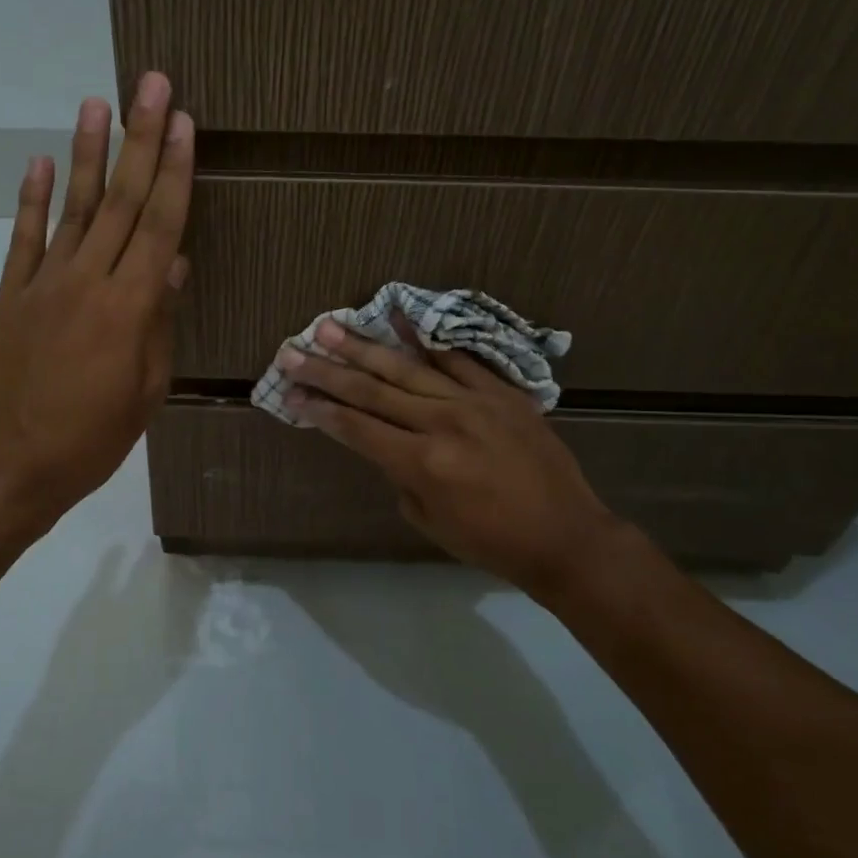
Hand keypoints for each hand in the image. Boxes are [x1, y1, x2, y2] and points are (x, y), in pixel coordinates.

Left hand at [0, 72, 191, 538]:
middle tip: (150, 83)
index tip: (182, 122)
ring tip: (96, 101)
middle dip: (139, 139)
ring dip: (86, 152)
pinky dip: (31, 199)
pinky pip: (23, 239)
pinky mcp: (11, 296)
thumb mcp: (146, 390)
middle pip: (120, 200)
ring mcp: (43, 284)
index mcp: (129, 308)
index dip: (174, 171)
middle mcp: (87, 282)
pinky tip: (39, 161)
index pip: (158, 225)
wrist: (9, 467)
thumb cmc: (93, 440)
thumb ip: (159, 322)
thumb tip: (172, 264)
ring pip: (72, 207)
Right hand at [281, 319, 624, 590]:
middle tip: (292, 351)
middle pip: (372, 391)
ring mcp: (474, 401)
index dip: (320, 410)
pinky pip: (457, 358)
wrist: (566, 536)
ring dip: (363, 347)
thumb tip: (385, 442)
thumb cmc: (492, 541)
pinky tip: (398, 316)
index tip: (291, 394)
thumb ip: (400, 475)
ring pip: (406, 368)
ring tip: (329, 327)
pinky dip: (426, 339)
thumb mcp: (429, 521)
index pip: (357, 428)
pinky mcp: (500, 391)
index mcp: (422, 463)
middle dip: (327, 372)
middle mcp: (442, 423)